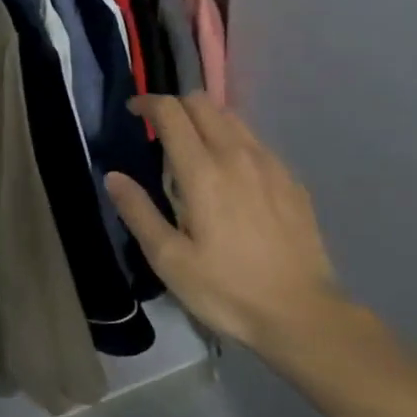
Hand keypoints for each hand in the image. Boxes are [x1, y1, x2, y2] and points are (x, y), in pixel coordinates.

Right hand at [106, 94, 341, 352]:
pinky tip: (233, 176)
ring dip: (206, 120)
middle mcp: (237, 154)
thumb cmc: (228, 290)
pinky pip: (255, 141)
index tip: (134, 112)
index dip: (148, 103)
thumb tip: (113, 177)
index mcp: (202, 171)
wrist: (302, 313)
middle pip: (202, 103)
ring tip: (195, 151)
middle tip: (161, 132)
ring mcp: (269, 163)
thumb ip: (139, 213)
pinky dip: (234, 141)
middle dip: (176, 106)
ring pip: (231, 117)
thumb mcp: (171, 261)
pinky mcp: (291, 178)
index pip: (171, 112)